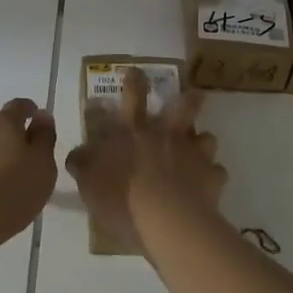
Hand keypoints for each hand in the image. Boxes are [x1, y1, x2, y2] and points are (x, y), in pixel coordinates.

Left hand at [0, 98, 57, 254]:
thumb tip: (42, 116)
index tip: (36, 119)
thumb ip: (44, 138)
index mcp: (4, 122)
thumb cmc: (10, 193)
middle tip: (23, 155)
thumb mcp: (42, 167)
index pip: (19, 106)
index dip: (30, 110)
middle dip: (11, 133)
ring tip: (3, 176)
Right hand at [65, 68, 226, 254]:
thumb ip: (83, 164)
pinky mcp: (213, 177)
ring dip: (203, 140)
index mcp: (135, 132)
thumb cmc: (123, 197)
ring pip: (206, 137)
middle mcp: (167, 135)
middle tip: (194, 93)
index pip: (133, 98)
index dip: (134, 82)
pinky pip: (216, 172)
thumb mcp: (89, 181)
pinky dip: (212, 176)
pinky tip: (207, 184)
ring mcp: (194, 154)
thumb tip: (77, 153)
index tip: (137, 71)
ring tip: (201, 147)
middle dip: (189, 98)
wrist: (168, 221)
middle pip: (183, 107)